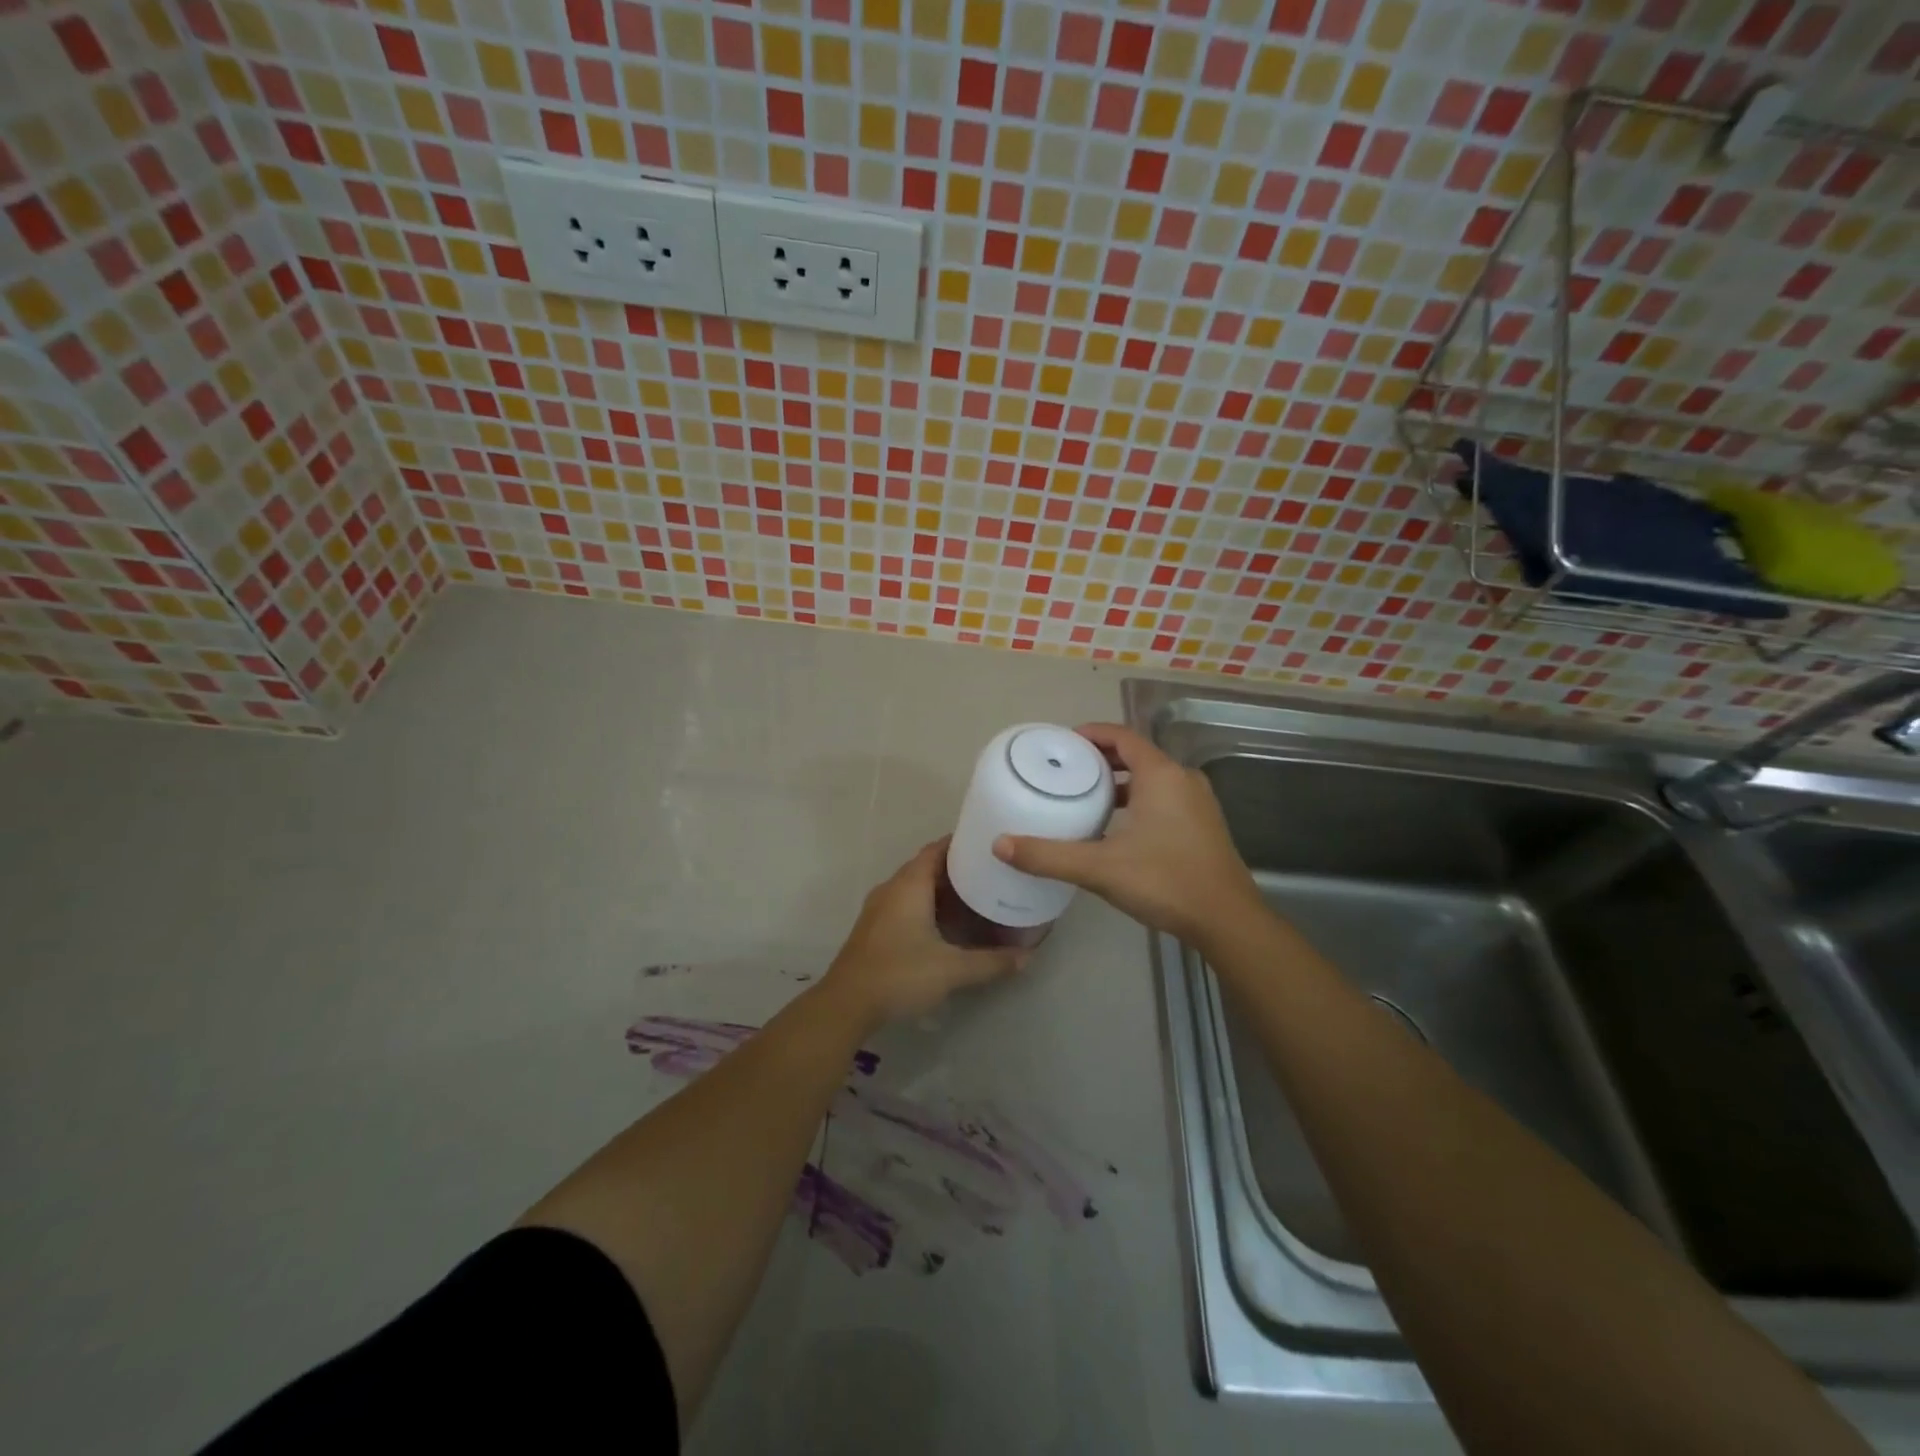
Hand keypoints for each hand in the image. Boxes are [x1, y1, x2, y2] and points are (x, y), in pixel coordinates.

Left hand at [823, 840, 1026, 1027]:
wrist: (846, 1004)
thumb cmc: (900, 974)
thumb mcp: (952, 969)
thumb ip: (991, 962)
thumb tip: (1027, 957)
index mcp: (909, 885)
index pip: (937, 849)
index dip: (962, 844)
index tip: (989, 846)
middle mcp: (892, 888)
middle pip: (927, 866)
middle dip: (958, 868)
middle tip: (991, 873)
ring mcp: (880, 908)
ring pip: (916, 887)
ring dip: (942, 889)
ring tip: (976, 896)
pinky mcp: (875, 927)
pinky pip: (906, 903)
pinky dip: (928, 905)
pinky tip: (948, 924)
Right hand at [992, 723, 1262, 945]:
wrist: (1226, 920)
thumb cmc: (1164, 881)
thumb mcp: (1100, 868)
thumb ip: (1048, 855)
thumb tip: (1000, 845)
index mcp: (1161, 775)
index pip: (1122, 736)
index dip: (1092, 733)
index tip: (1063, 742)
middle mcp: (1183, 779)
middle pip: (1137, 754)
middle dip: (1102, 758)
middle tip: (1068, 770)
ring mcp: (1198, 803)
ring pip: (1153, 778)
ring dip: (1122, 781)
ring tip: (1087, 795)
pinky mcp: (1204, 825)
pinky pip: (1165, 797)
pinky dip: (1139, 799)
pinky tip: (1118, 826)